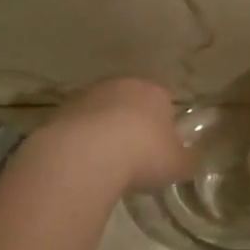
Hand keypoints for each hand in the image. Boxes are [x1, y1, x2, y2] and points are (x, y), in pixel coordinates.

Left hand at [37, 77, 193, 194]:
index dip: (164, 126)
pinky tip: (84, 163)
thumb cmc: (143, 154)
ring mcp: (88, 95)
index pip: (164, 102)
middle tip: (134, 156)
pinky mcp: (61, 111)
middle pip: (130, 103)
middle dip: (132, 125)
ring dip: (104, 132)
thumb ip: (186, 159)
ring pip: (102, 113)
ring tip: (106, 163)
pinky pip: (79, 126)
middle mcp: (120, 85)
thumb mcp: (178, 165)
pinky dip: (82, 141)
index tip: (160, 150)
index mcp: (153, 91)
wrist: (86, 154)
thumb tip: (188, 159)